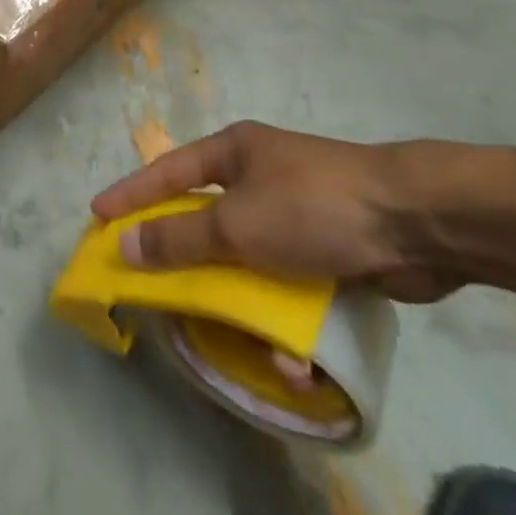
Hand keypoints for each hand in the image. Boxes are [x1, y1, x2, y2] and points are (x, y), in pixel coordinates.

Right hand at [90, 121, 458, 302]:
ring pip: (248, 258)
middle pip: (206, 217)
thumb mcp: (237, 224)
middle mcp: (260, 176)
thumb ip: (179, 237)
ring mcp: (296, 212)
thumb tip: (124, 244)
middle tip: (153, 282)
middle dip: (185, 255)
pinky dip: (287, 319)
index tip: (97, 214)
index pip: (168, 172)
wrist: (417, 223)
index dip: (131, 194)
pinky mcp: (329, 248)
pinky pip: (289, 283)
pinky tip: (295, 362)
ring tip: (231, 337)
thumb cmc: (313, 207)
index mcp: (234, 152)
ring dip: (242, 300)